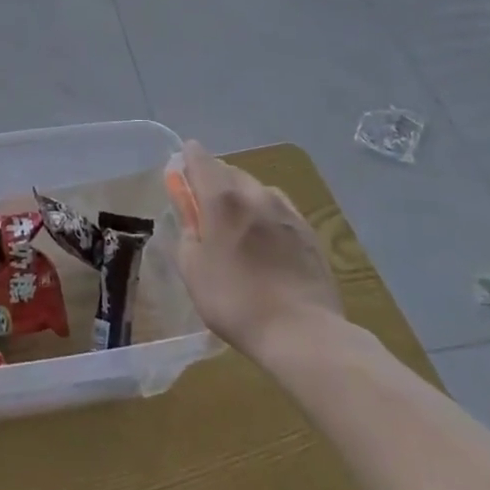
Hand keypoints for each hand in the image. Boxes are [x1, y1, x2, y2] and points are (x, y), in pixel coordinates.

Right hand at [169, 140, 344, 360]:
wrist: (302, 331)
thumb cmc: (235, 301)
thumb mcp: (193, 270)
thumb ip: (187, 234)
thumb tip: (190, 216)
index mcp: (222, 199)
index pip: (200, 159)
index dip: (188, 158)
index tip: (181, 169)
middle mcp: (255, 194)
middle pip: (230, 170)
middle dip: (214, 179)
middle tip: (204, 204)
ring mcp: (286, 211)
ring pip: (257, 188)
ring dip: (242, 195)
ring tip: (237, 223)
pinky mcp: (308, 231)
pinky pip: (279, 208)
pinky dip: (265, 213)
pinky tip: (265, 238)